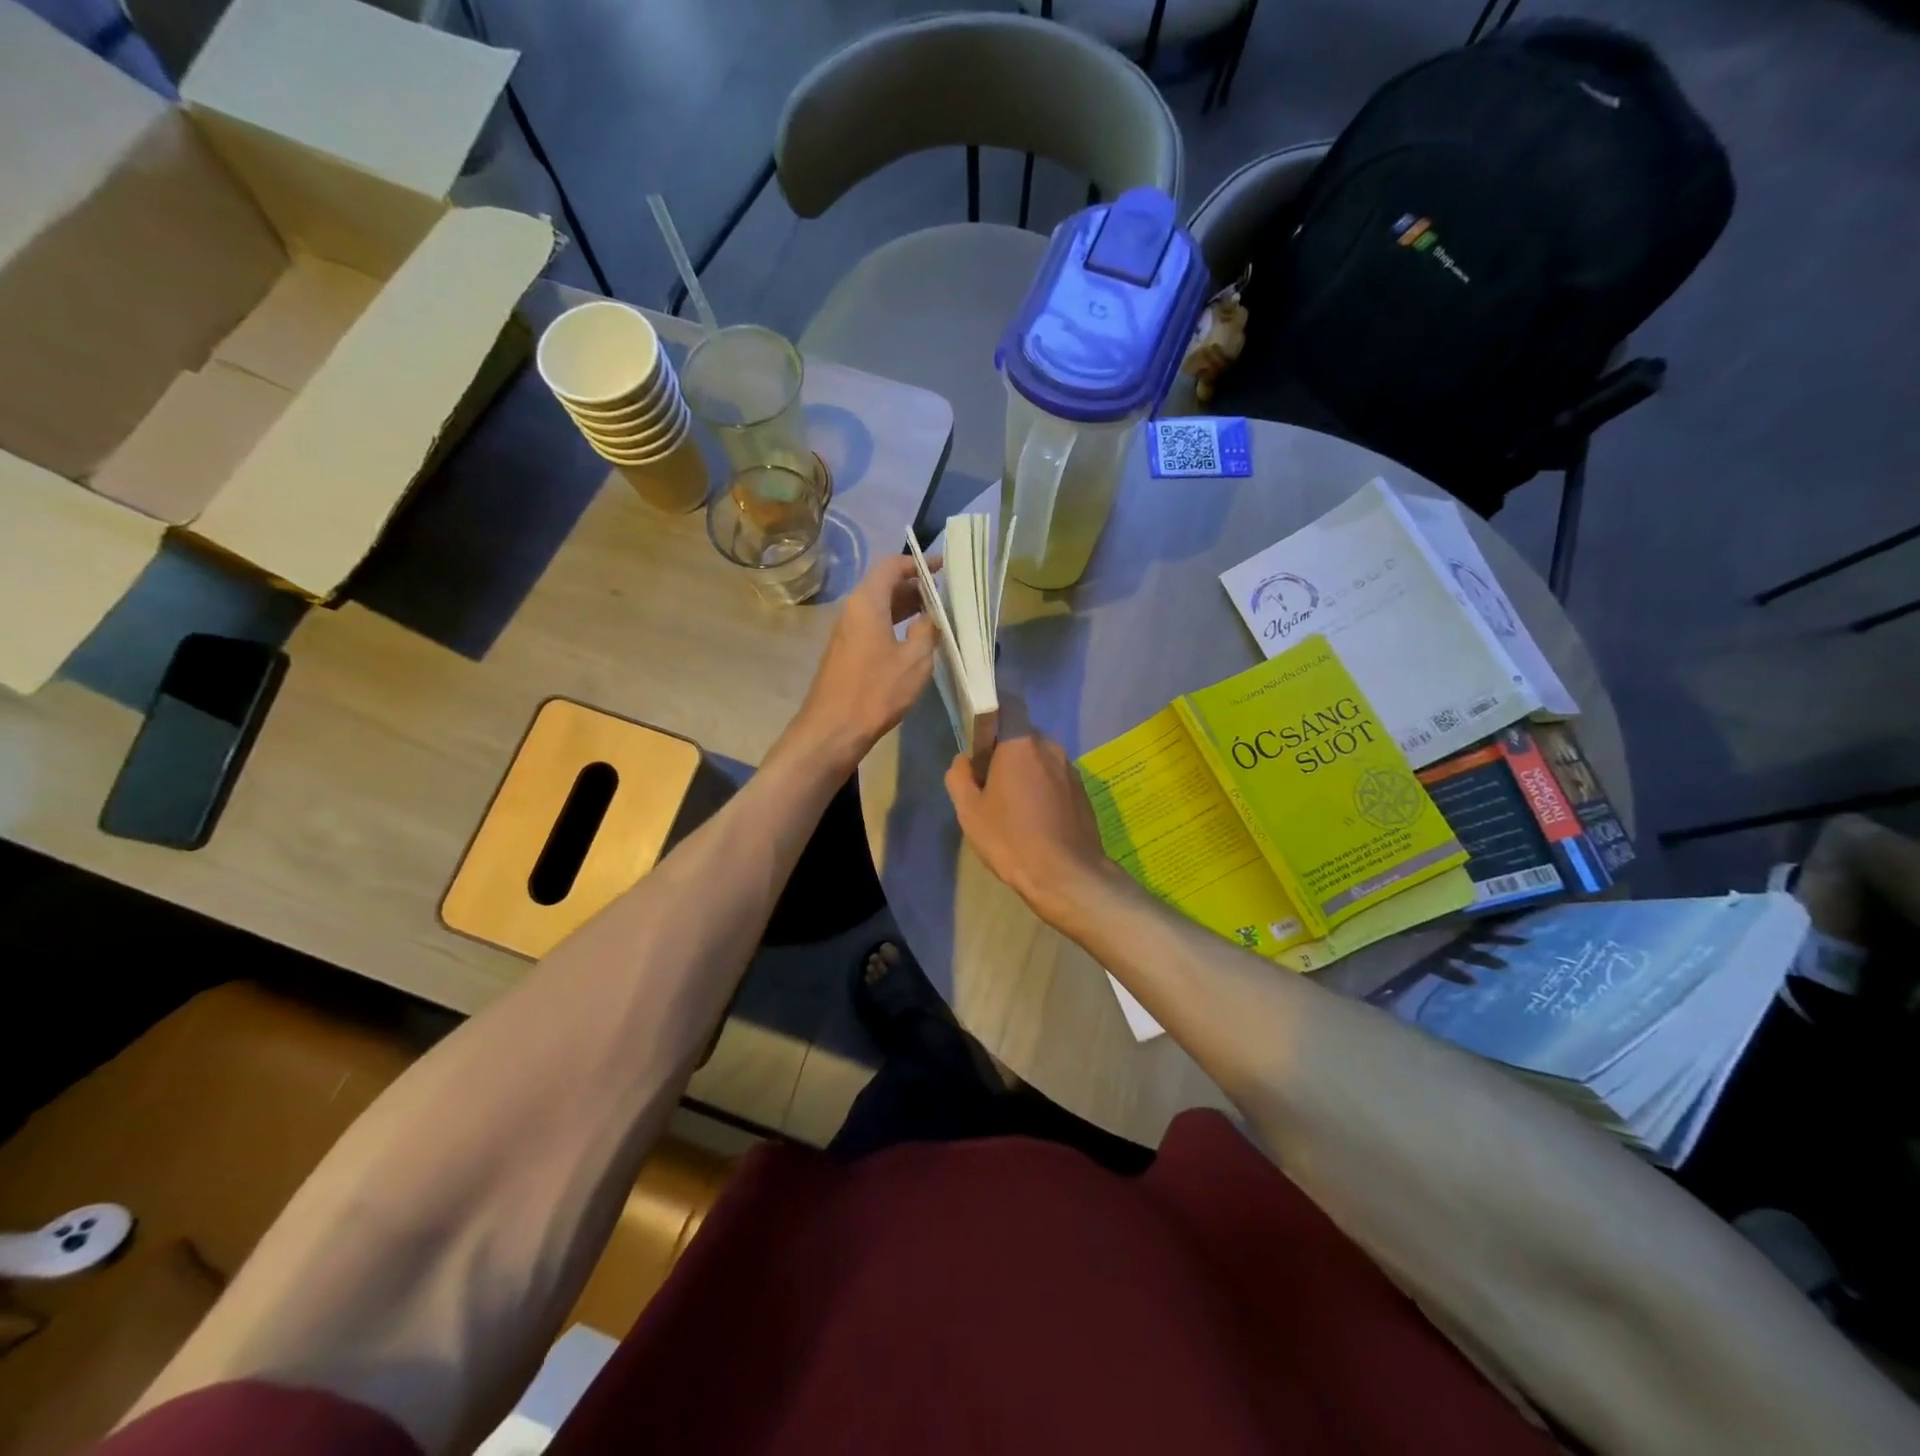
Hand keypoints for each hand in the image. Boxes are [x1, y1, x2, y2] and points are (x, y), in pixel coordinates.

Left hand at [788, 555, 936, 773]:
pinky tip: (914, 639)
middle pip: (884, 585)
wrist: (833, 729)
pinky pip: (873, 625)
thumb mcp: (915, 660)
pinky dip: (895, 623)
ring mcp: (846, 631)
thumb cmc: (876, 691)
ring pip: (879, 607)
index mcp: (867, 602)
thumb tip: (932, 616)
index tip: (944, 568)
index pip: (892, 566)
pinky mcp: (846, 651)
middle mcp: (853, 609)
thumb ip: (928, 630)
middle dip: (916, 586)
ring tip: (936, 615)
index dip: (919, 564)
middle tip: (946, 594)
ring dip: (907, 606)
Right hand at [945, 725, 1117, 922]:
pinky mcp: (1083, 792)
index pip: (1007, 705)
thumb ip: (960, 776)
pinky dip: (1043, 789)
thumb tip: (964, 760)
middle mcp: (1050, 747)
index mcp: (1020, 743)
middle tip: (989, 783)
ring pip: (1040, 759)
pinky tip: (1035, 820)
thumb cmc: (1010, 838)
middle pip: (1022, 736)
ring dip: (1025, 772)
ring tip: (1013, 807)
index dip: (991, 718)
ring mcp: (1070, 769)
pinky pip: (1055, 779)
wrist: (1065, 875)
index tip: (978, 743)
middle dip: (1005, 751)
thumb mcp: (969, 811)